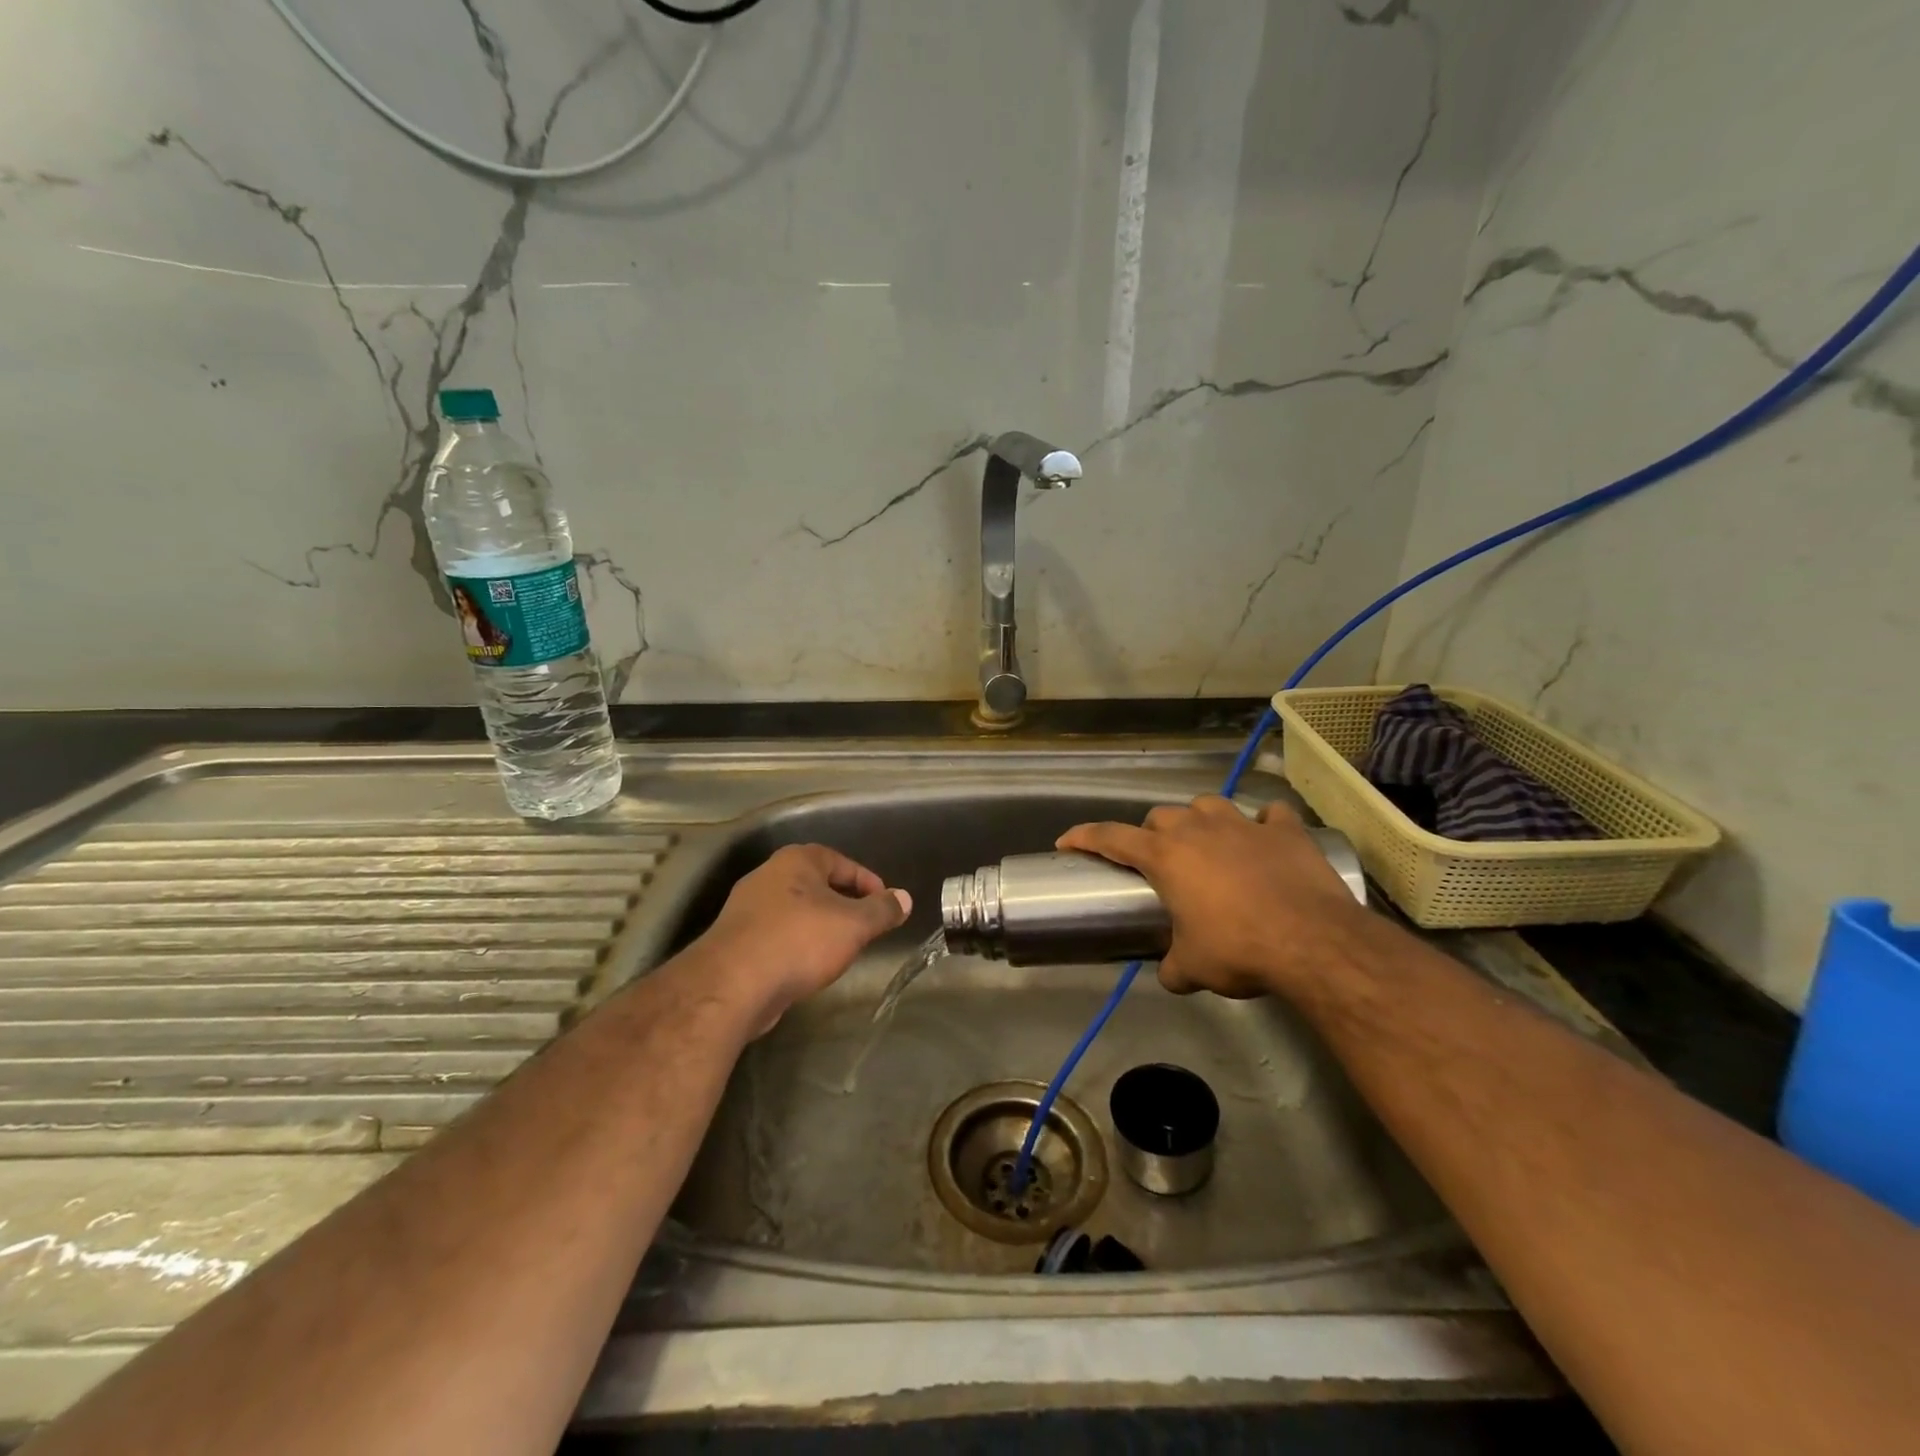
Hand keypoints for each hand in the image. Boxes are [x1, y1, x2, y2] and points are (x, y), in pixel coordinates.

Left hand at [691, 844, 910, 1028]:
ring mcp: (747, 908)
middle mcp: (768, 876)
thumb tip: (904, 898)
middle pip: (816, 884)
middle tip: (865, 926)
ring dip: (819, 925)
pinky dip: (796, 944)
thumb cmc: (799, 941)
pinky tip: (806, 966)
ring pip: (795, 910)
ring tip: (840, 948)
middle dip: (843, 903)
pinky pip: (776, 934)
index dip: (867, 881)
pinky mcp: (735, 940)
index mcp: (797, 861)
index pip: (841, 861)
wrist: (732, 985)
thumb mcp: (853, 925)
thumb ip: (882, 910)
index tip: (884, 904)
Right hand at [1057, 797, 1365, 999]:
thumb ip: (1173, 967)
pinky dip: (1264, 824)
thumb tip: (1169, 974)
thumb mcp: (1194, 968)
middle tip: (1160, 862)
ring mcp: (1243, 823)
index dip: (1084, 837)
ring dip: (1201, 821)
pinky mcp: (1285, 829)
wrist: (1312, 942)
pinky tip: (1267, 839)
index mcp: (1165, 857)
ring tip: (1209, 844)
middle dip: (1153, 835)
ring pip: (1208, 805)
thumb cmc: (1239, 949)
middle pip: (1160, 816)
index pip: (1110, 837)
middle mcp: (1198, 829)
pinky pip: (1269, 815)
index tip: (1066, 841)